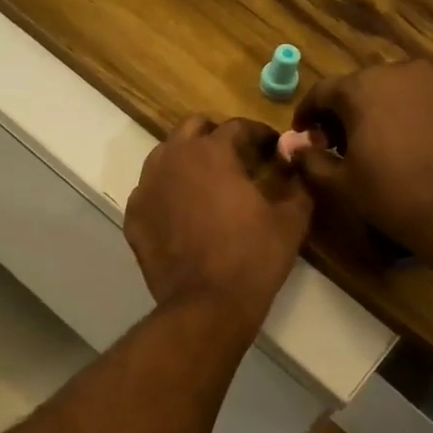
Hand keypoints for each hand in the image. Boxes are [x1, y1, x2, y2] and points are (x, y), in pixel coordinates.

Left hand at [126, 116, 313, 333]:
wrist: (206, 305)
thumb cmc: (253, 258)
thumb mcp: (291, 220)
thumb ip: (297, 183)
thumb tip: (297, 164)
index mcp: (211, 152)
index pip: (237, 126)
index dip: (260, 135)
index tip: (273, 149)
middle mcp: (173, 159)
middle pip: (193, 129)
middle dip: (217, 137)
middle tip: (238, 159)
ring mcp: (147, 187)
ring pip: (166, 156)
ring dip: (188, 160)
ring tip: (209, 183)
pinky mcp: (134, 216)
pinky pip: (152, 190)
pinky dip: (169, 192)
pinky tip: (185, 212)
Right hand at [290, 61, 432, 259]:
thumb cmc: (393, 196)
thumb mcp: (341, 184)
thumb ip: (311, 159)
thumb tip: (294, 146)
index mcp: (361, 88)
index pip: (321, 92)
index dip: (306, 114)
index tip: (303, 135)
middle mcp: (398, 71)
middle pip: (358, 87)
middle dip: (342, 112)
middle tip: (337, 144)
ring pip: (392, 89)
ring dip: (376, 110)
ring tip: (374, 143)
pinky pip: (421, 98)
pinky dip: (407, 113)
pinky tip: (408, 143)